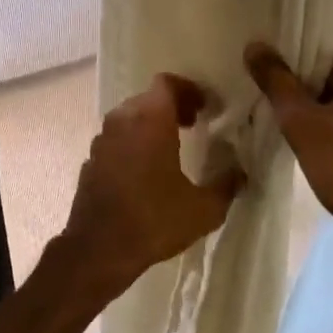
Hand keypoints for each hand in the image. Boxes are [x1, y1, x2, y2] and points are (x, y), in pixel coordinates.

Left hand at [58, 74, 244, 300]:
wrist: (99, 248)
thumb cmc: (154, 220)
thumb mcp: (203, 208)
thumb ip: (226, 184)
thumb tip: (241, 171)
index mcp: (150, 119)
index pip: (167, 83)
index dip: (189, 90)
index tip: (207, 108)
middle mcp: (122, 120)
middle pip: (148, 98)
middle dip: (173, 106)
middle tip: (194, 124)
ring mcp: (102, 139)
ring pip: (130, 117)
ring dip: (151, 123)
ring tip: (172, 146)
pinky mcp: (91, 160)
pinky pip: (116, 139)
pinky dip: (133, 142)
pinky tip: (146, 170)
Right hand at [245, 26, 332, 272]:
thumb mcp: (301, 122)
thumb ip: (276, 78)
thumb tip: (254, 46)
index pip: (326, 31)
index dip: (291, 40)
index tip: (263, 53)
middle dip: (304, 65)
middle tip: (266, 77)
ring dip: (320, 86)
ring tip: (283, 99)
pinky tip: (312, 119)